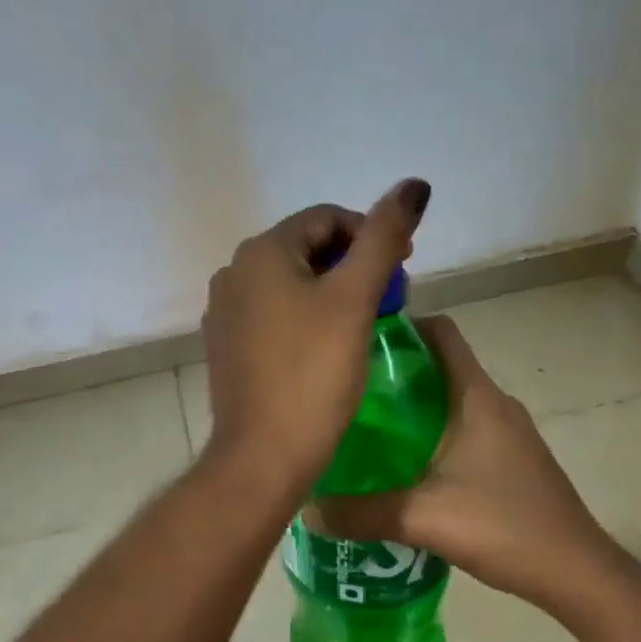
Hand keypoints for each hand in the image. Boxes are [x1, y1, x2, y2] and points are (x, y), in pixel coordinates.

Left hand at [200, 179, 430, 492]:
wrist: (262, 457)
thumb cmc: (312, 374)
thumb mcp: (354, 300)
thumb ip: (383, 238)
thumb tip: (414, 184)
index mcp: (260, 252)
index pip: (326, 218)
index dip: (371, 234)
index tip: (406, 265)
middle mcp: (233, 273)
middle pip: (307, 249)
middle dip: (353, 263)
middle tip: (391, 295)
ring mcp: (225, 312)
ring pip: (291, 283)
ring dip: (332, 290)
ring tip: (366, 320)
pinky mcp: (227, 347)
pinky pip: (274, 314)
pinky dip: (307, 316)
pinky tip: (329, 345)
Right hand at [313, 315, 620, 611]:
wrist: (577, 572)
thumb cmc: (503, 526)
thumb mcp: (423, 519)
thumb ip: (362, 513)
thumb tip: (307, 508)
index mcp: (476, 397)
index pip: (441, 332)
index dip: (402, 325)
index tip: (359, 341)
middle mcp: (494, 402)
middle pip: (440, 365)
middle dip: (395, 371)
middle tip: (348, 391)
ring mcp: (508, 431)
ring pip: (451, 399)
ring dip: (413, 406)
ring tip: (367, 428)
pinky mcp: (512, 457)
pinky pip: (464, 427)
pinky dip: (433, 432)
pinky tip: (405, 467)